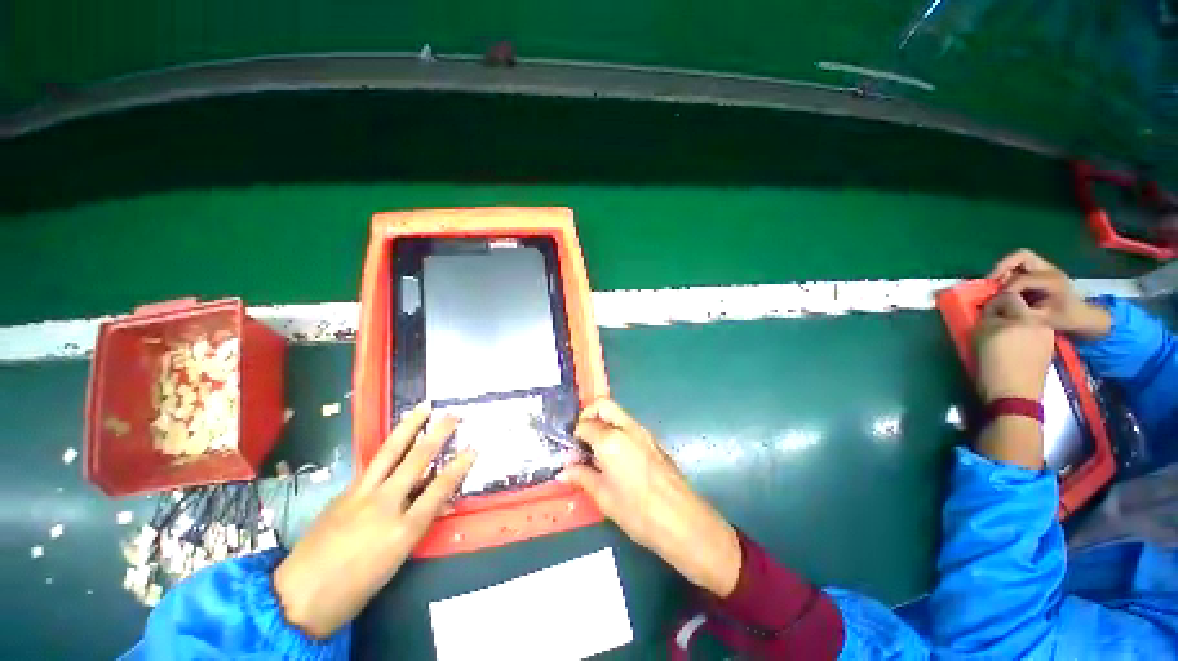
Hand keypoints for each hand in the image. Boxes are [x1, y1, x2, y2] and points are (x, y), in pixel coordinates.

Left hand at [273, 403, 475, 638]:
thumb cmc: (355, 588)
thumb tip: (437, 503)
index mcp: (402, 530)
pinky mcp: (343, 493)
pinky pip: (371, 465)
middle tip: (453, 416)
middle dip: (438, 435)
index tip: (473, 448)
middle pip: (416, 461)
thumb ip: (417, 525)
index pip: (439, 489)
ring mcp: (359, 495)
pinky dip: (388, 448)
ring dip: (408, 427)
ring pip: (389, 452)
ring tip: (423, 408)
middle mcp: (383, 505)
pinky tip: (395, 440)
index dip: (459, 467)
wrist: (298, 597)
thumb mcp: (396, 561)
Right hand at [558, 400, 741, 597]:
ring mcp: (644, 432)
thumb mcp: (604, 496)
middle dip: (589, 415)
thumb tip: (563, 472)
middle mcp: (627, 428)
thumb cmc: (637, 511)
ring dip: (604, 423)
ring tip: (597, 452)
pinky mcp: (654, 441)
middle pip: (603, 405)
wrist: (683, 521)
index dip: (575, 436)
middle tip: (583, 440)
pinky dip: (617, 431)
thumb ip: (582, 477)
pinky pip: (630, 426)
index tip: (572, 453)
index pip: (585, 424)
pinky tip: (616, 458)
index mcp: (610, 439)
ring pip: (618, 414)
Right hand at [974, 294, 1052, 468]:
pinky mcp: (1047, 350)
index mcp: (1023, 318)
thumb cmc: (994, 366)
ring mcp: (1046, 337)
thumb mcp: (983, 338)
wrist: (1015, 397)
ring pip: (1027, 321)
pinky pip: (1033, 334)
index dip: (993, 302)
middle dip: (1005, 313)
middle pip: (1020, 308)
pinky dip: (1022, 336)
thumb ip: (989, 320)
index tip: (982, 311)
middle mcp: (1038, 323)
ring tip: (1001, 338)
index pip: (1008, 297)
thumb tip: (990, 312)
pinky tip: (1013, 349)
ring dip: (1014, 325)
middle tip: (991, 324)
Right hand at [988, 249, 1110, 338]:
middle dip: (1002, 267)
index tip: (998, 301)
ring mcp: (1046, 268)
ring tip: (995, 283)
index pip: (1022, 278)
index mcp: (1052, 280)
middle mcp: (1049, 269)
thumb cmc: (1064, 319)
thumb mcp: (1043, 319)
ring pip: (1018, 258)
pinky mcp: (1041, 271)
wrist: (1082, 315)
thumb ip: (1022, 311)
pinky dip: (1008, 272)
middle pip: (1021, 256)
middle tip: (990, 281)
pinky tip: (1004, 285)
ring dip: (1004, 269)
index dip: (1007, 289)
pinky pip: (1020, 265)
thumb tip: (1001, 304)